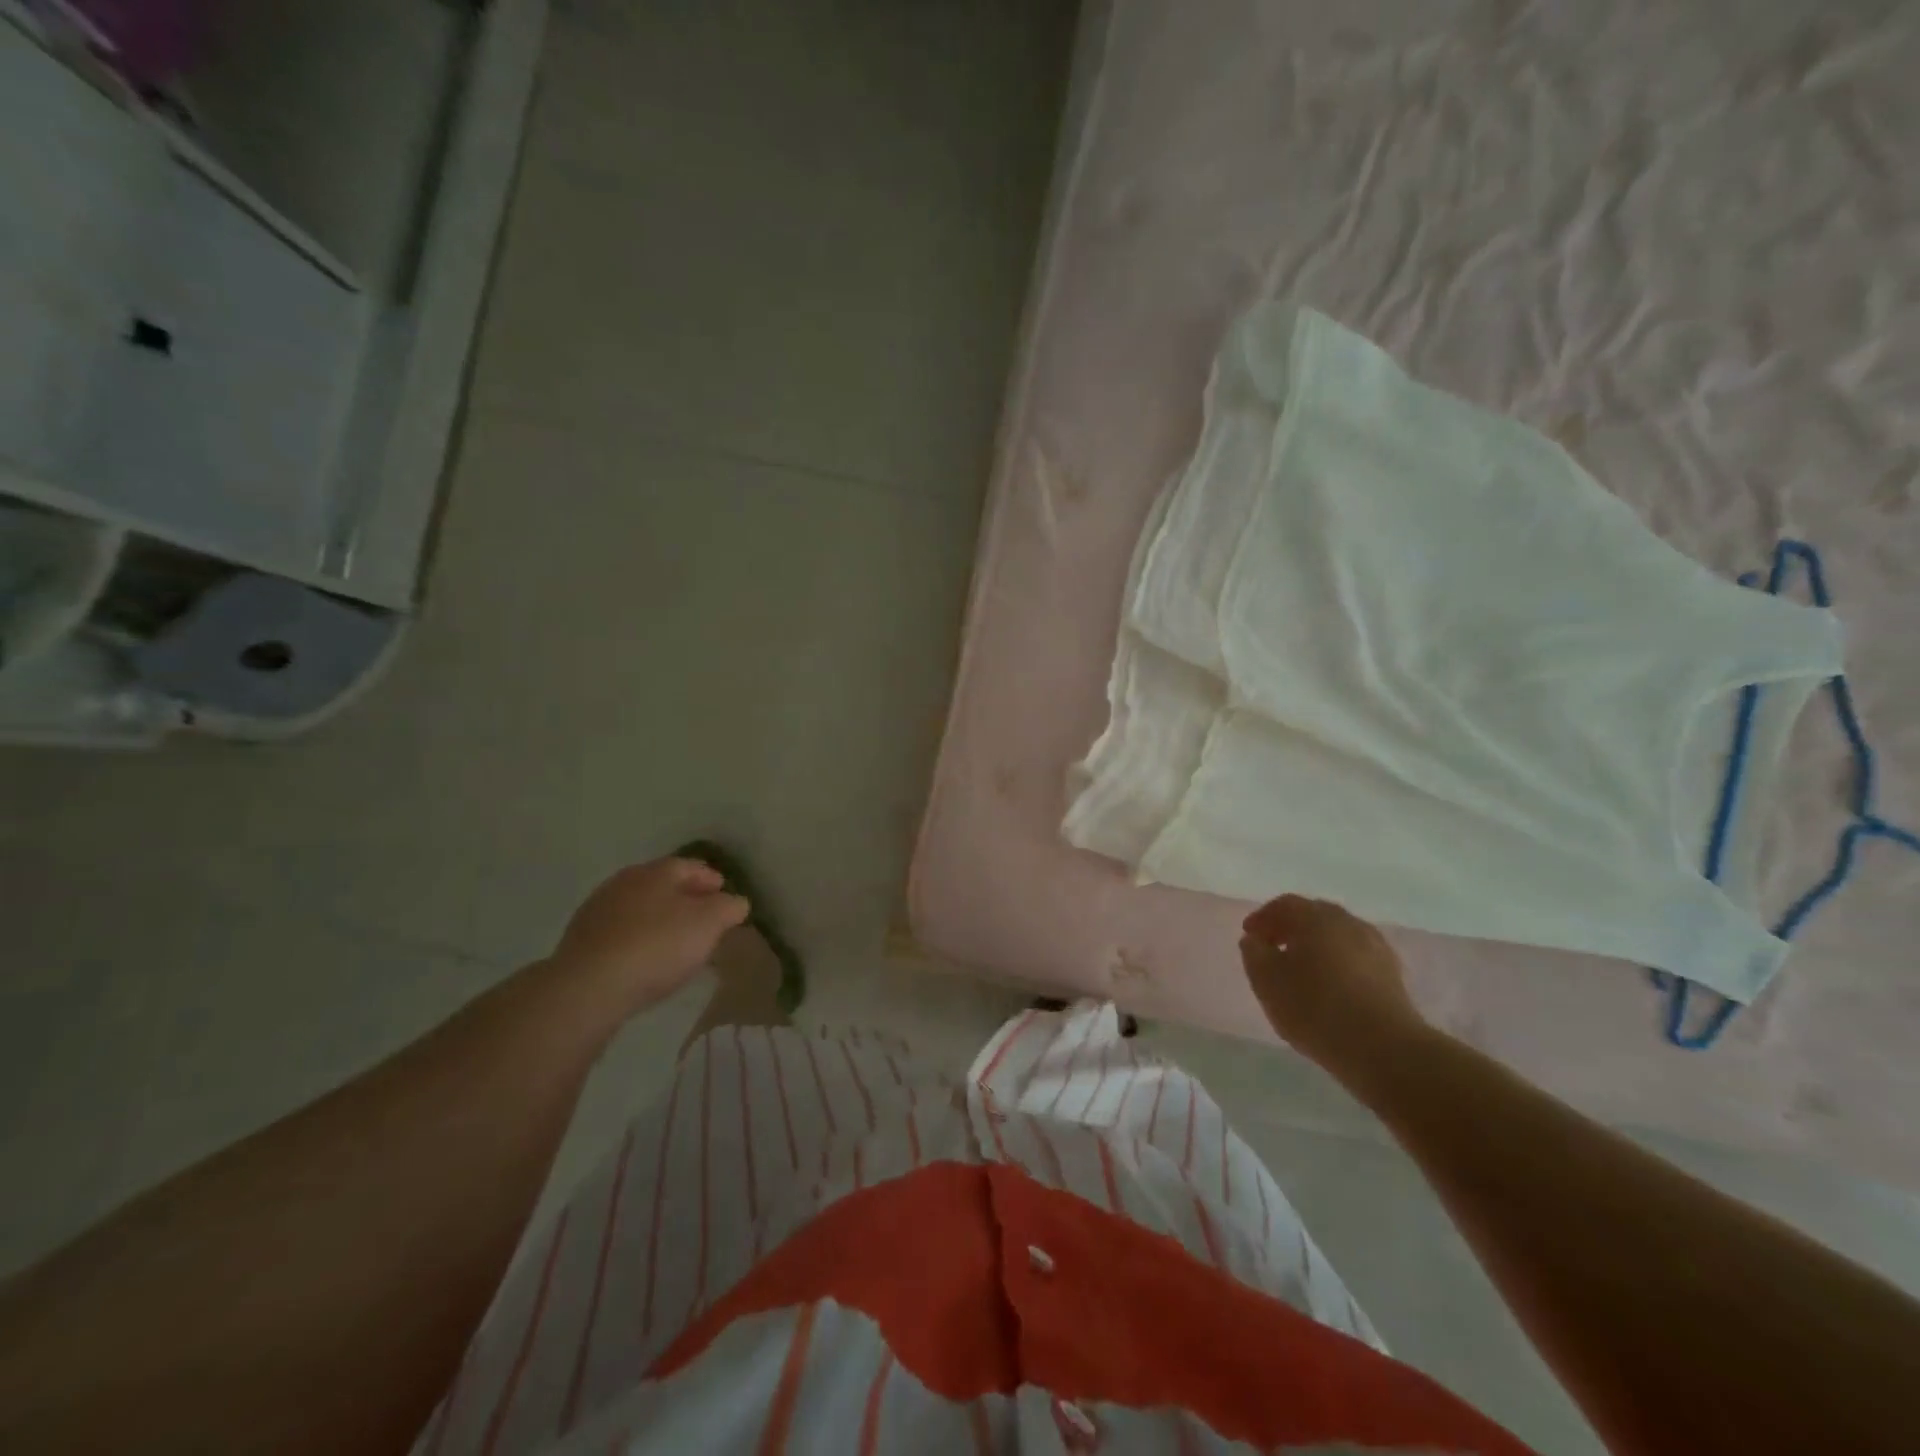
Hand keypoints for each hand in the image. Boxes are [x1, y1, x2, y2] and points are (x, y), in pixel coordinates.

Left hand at [550, 857, 749, 1013]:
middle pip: (662, 884)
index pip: (691, 865)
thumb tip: (735, 902)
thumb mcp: (709, 923)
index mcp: (657, 871)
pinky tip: (644, 958)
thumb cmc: (658, 945)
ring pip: (639, 908)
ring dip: (658, 918)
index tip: (724, 893)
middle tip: (703, 917)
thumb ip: (729, 907)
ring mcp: (598, 909)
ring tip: (675, 940)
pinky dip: (637, 938)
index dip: (711, 879)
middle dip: (684, 897)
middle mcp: (625, 881)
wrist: (589, 987)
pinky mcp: (580, 940)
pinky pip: (620, 932)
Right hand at [1239, 895, 1427, 1076]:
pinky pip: (1356, 957)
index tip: (1249, 936)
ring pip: (1338, 937)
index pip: (1284, 905)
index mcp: (1316, 917)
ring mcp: (1375, 947)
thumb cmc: (1315, 1008)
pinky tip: (1331, 987)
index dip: (1263, 918)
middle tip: (1273, 948)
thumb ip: (1254, 953)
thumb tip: (1255, 939)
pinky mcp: (1393, 974)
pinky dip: (1339, 963)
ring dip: (1317, 946)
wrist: (1384, 1048)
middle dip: (1291, 928)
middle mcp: (1348, 922)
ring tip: (1302, 971)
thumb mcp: (1266, 981)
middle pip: (1314, 916)